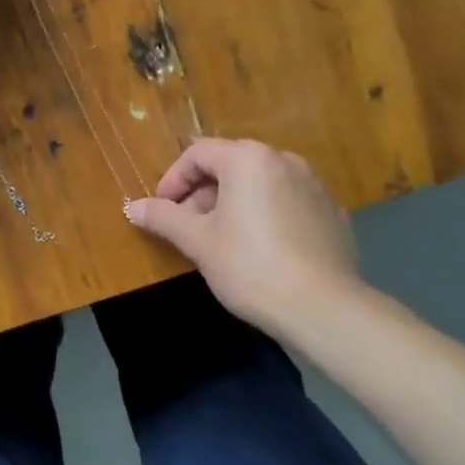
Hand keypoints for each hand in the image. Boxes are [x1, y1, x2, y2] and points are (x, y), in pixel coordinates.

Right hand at [126, 138, 364, 340]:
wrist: (324, 310)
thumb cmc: (250, 266)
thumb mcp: (198, 242)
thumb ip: (163, 218)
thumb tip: (132, 207)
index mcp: (248, 159)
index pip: (198, 154)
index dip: (173, 180)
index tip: (162, 210)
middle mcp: (283, 160)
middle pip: (230, 166)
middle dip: (203, 194)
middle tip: (188, 228)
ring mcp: (314, 186)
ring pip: (260, 184)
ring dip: (234, 204)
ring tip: (223, 241)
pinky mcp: (333, 214)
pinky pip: (288, 204)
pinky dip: (267, 216)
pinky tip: (263, 251)